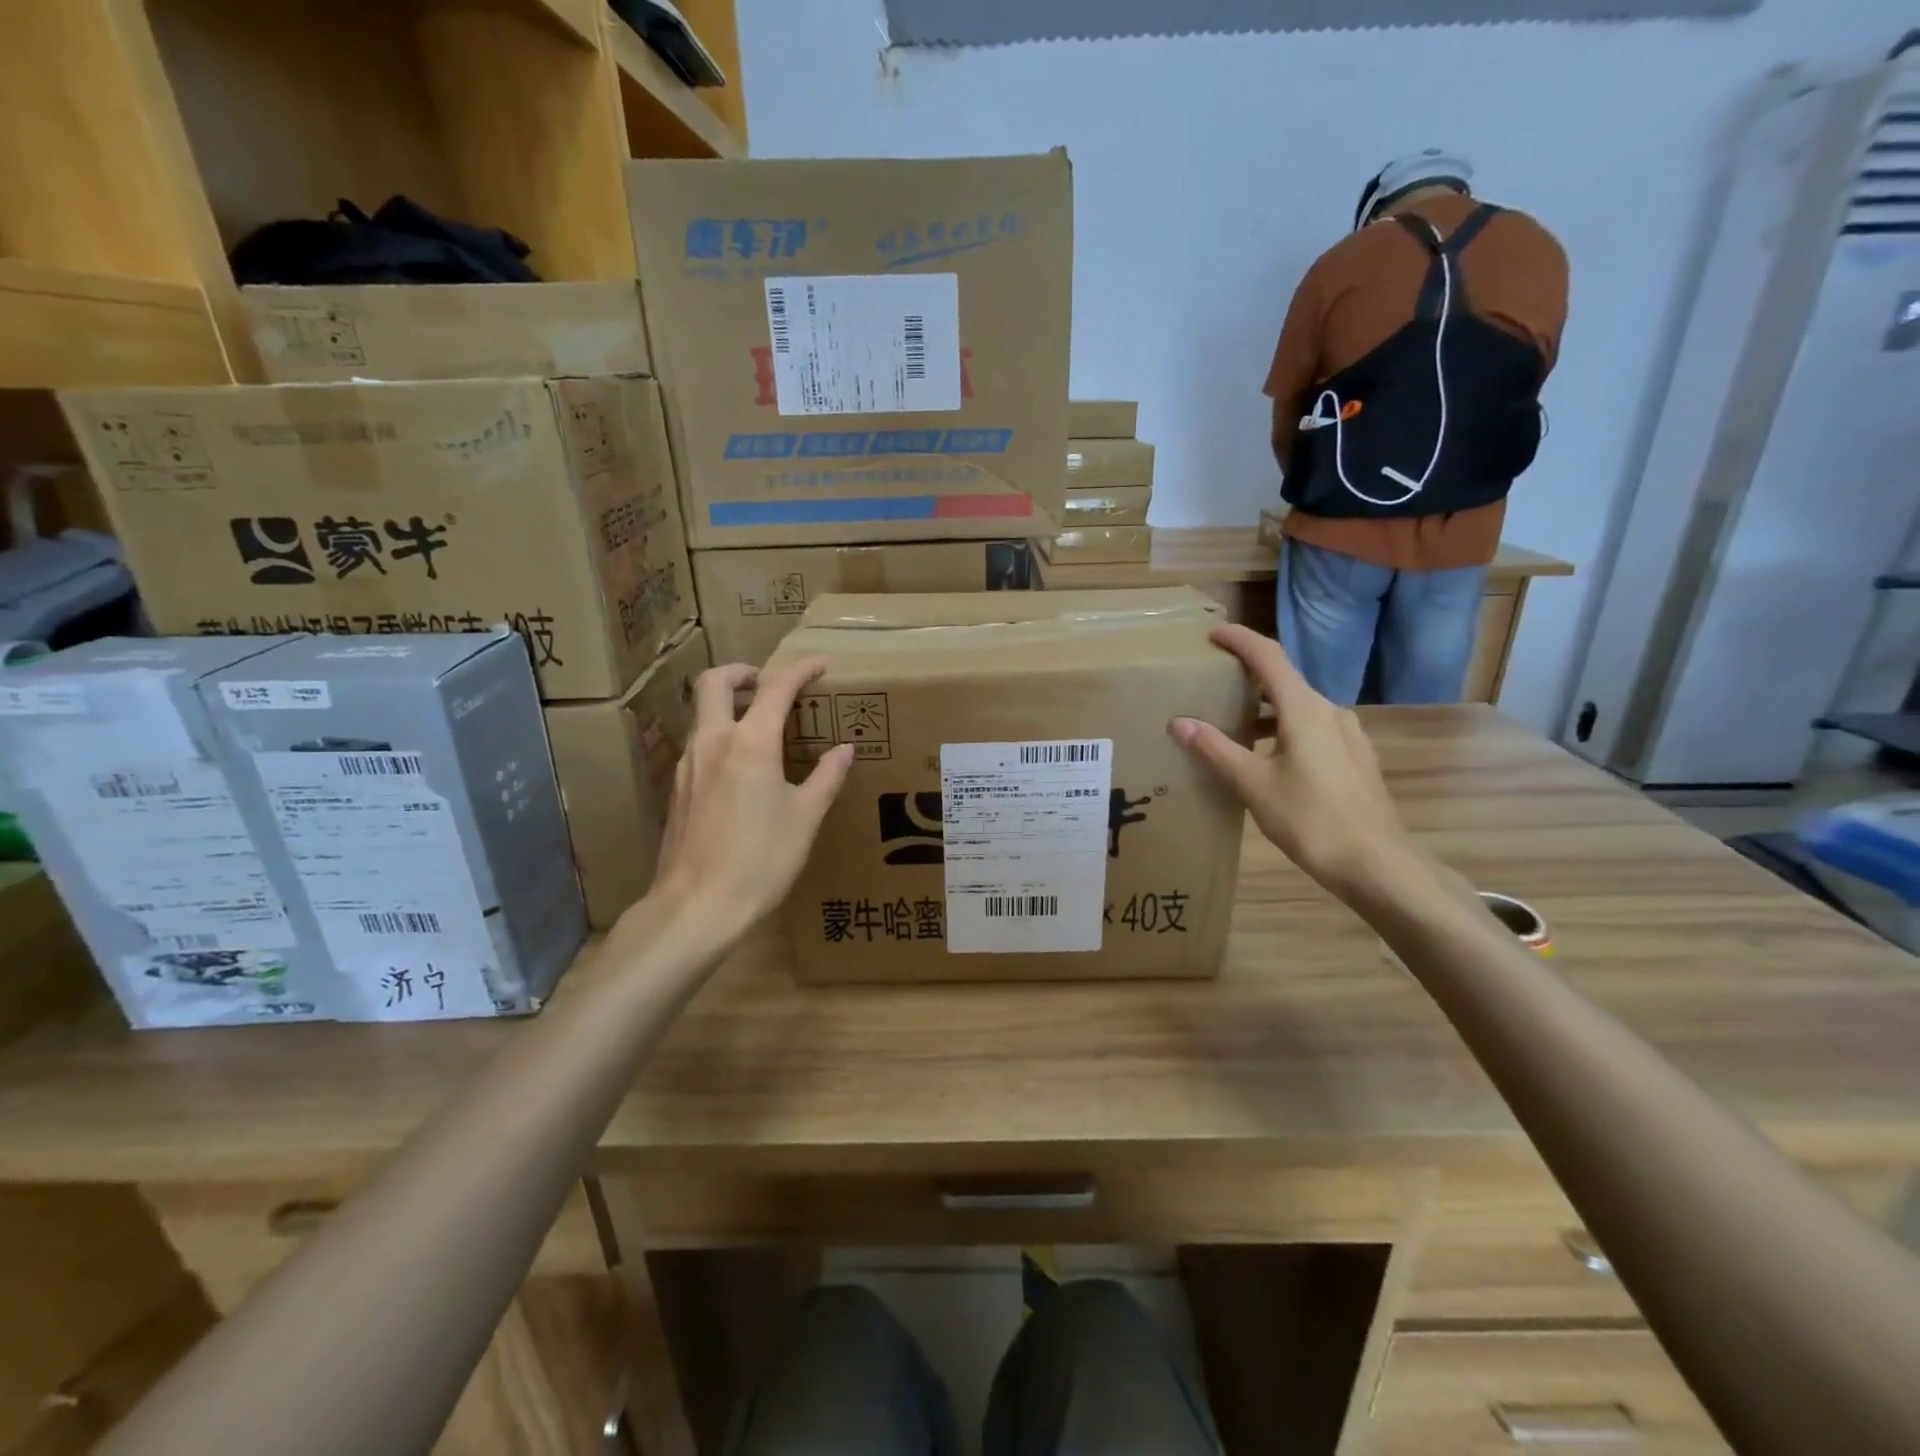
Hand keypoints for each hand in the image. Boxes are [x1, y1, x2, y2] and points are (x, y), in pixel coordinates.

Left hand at [643, 658, 853, 939]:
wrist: (697, 907)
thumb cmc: (761, 860)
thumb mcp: (805, 818)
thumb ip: (826, 777)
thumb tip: (845, 750)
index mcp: (751, 743)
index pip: (776, 688)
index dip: (800, 670)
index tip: (820, 665)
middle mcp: (712, 742)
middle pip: (714, 681)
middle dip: (742, 672)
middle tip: (768, 683)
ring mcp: (687, 765)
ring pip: (700, 712)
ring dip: (726, 702)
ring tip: (758, 723)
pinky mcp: (676, 788)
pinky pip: (696, 742)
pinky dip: (717, 733)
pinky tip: (739, 766)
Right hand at [1169, 625, 1413, 902]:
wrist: (1377, 864)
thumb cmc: (1311, 819)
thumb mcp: (1253, 785)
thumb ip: (1216, 749)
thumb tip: (1179, 721)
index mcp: (1305, 709)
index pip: (1268, 657)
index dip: (1240, 640)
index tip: (1213, 634)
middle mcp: (1330, 711)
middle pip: (1285, 680)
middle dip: (1249, 676)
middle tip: (1215, 682)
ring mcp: (1348, 735)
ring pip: (1300, 707)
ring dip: (1266, 708)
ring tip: (1234, 724)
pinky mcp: (1355, 758)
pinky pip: (1314, 728)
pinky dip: (1285, 728)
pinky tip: (1270, 757)